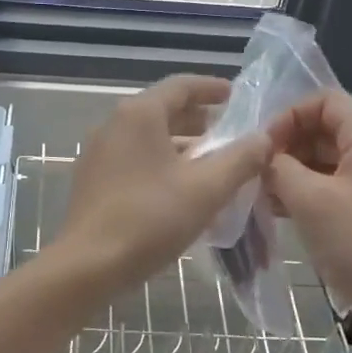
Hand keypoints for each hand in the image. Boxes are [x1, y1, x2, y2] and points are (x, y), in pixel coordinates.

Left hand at [56, 75, 271, 294]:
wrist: (88, 266)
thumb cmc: (150, 219)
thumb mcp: (206, 189)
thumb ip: (240, 159)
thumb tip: (263, 138)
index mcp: (139, 115)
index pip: (181, 86)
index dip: (212, 89)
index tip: (238, 98)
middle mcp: (114, 125)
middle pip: (164, 111)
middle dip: (200, 121)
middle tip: (232, 136)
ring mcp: (98, 153)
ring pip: (149, 138)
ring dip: (182, 147)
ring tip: (214, 166)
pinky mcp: (93, 181)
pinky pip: (135, 160)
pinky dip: (162, 164)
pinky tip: (182, 190)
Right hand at [267, 90, 351, 352]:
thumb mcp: (311, 201)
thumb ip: (280, 168)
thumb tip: (261, 154)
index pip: (324, 101)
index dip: (289, 114)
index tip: (262, 145)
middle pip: (321, 129)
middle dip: (285, 144)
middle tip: (254, 171)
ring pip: (320, 161)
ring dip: (288, 171)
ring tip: (257, 192)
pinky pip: (325, 189)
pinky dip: (299, 194)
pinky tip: (272, 211)